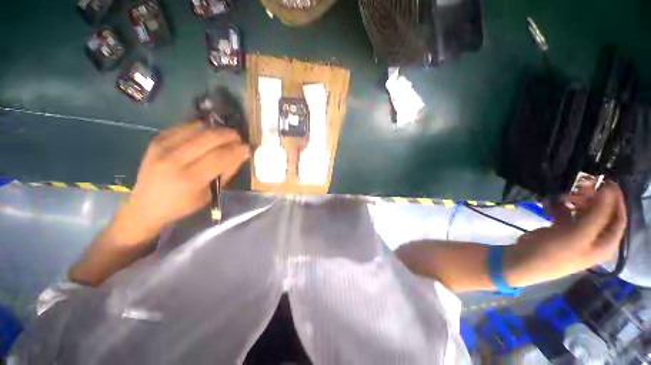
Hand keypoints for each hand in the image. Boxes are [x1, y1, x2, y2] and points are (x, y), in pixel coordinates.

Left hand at [117, 121, 249, 242]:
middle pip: (210, 138)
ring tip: (225, 138)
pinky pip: (185, 127)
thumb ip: (227, 172)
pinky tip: (207, 136)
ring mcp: (163, 146)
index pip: (220, 156)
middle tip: (239, 139)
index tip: (248, 147)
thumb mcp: (210, 194)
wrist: (145, 206)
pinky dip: (202, 129)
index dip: (238, 150)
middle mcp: (174, 159)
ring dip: (217, 131)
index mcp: (189, 178)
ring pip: (199, 128)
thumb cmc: (182, 205)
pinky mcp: (157, 140)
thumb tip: (241, 154)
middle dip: (230, 135)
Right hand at [504, 183, 626, 286]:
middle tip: (578, 188)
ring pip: (583, 213)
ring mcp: (577, 235)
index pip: (619, 218)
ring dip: (575, 202)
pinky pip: (566, 215)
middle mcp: (594, 239)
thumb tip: (609, 189)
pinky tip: (549, 204)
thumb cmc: (553, 252)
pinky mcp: (560, 232)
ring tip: (560, 196)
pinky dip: (560, 207)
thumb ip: (597, 214)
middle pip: (601, 214)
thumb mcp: (578, 235)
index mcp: (604, 244)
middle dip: (592, 199)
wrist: (522, 261)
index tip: (605, 182)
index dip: (616, 200)